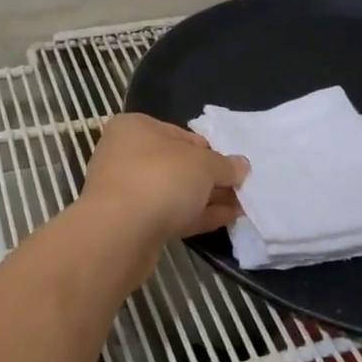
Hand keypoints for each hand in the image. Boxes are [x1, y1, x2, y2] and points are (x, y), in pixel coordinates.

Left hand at [80, 114, 249, 245]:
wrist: (119, 233)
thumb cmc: (160, 178)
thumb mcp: (203, 164)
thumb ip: (225, 165)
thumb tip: (242, 166)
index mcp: (135, 128)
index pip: (180, 134)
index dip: (210, 150)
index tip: (232, 165)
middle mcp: (125, 155)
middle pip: (177, 164)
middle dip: (210, 177)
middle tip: (242, 188)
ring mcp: (126, 191)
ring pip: (174, 192)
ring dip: (207, 198)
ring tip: (242, 206)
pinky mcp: (131, 224)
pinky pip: (170, 214)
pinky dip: (197, 215)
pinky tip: (227, 219)